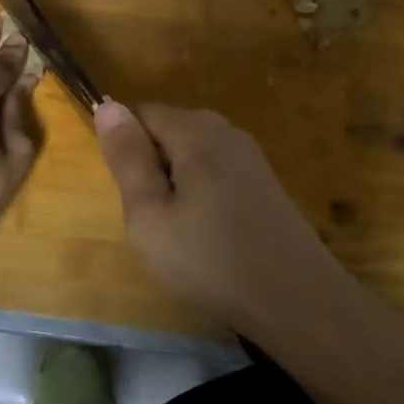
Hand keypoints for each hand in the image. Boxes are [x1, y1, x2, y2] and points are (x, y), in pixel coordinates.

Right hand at [93, 101, 353, 328]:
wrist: (296, 299)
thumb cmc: (210, 259)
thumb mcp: (150, 215)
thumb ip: (127, 158)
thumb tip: (107, 105)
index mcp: (196, 131)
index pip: (142, 113)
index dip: (126, 150)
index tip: (129, 195)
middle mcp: (226, 131)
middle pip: (169, 132)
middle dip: (151, 168)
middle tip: (152, 220)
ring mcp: (250, 156)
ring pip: (192, 156)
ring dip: (176, 186)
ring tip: (180, 233)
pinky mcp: (264, 182)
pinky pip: (216, 173)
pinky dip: (201, 196)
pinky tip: (209, 236)